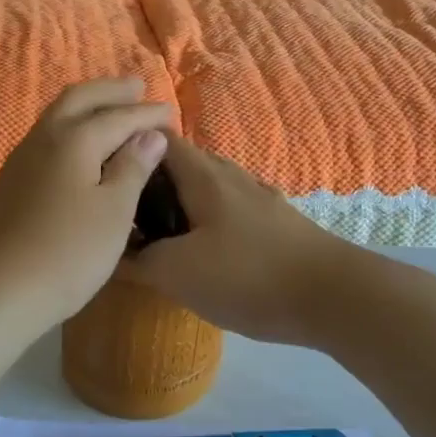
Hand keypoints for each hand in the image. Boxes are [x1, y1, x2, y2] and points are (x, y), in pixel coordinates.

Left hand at [0, 78, 171, 334]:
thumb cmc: (66, 253)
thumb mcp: (113, 213)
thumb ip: (132, 169)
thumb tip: (149, 136)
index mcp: (74, 139)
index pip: (119, 116)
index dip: (147, 114)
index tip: (171, 112)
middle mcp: (43, 138)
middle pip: (79, 100)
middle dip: (110, 92)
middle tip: (136, 87)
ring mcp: (20, 161)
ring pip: (57, 118)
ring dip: (86, 108)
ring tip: (109, 111)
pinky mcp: (8, 184)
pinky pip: (46, 140)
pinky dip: (70, 132)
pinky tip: (77, 151)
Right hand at [118, 137, 355, 345]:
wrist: (332, 297)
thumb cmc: (248, 275)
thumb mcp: (178, 273)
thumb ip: (139, 261)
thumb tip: (112, 252)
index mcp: (204, 175)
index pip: (159, 139)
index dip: (127, 148)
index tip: (103, 174)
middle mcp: (231, 176)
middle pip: (182, 164)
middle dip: (150, 183)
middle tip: (124, 213)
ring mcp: (258, 199)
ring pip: (207, 189)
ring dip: (180, 205)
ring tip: (158, 236)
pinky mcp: (276, 224)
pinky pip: (229, 212)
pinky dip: (207, 223)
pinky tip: (204, 254)